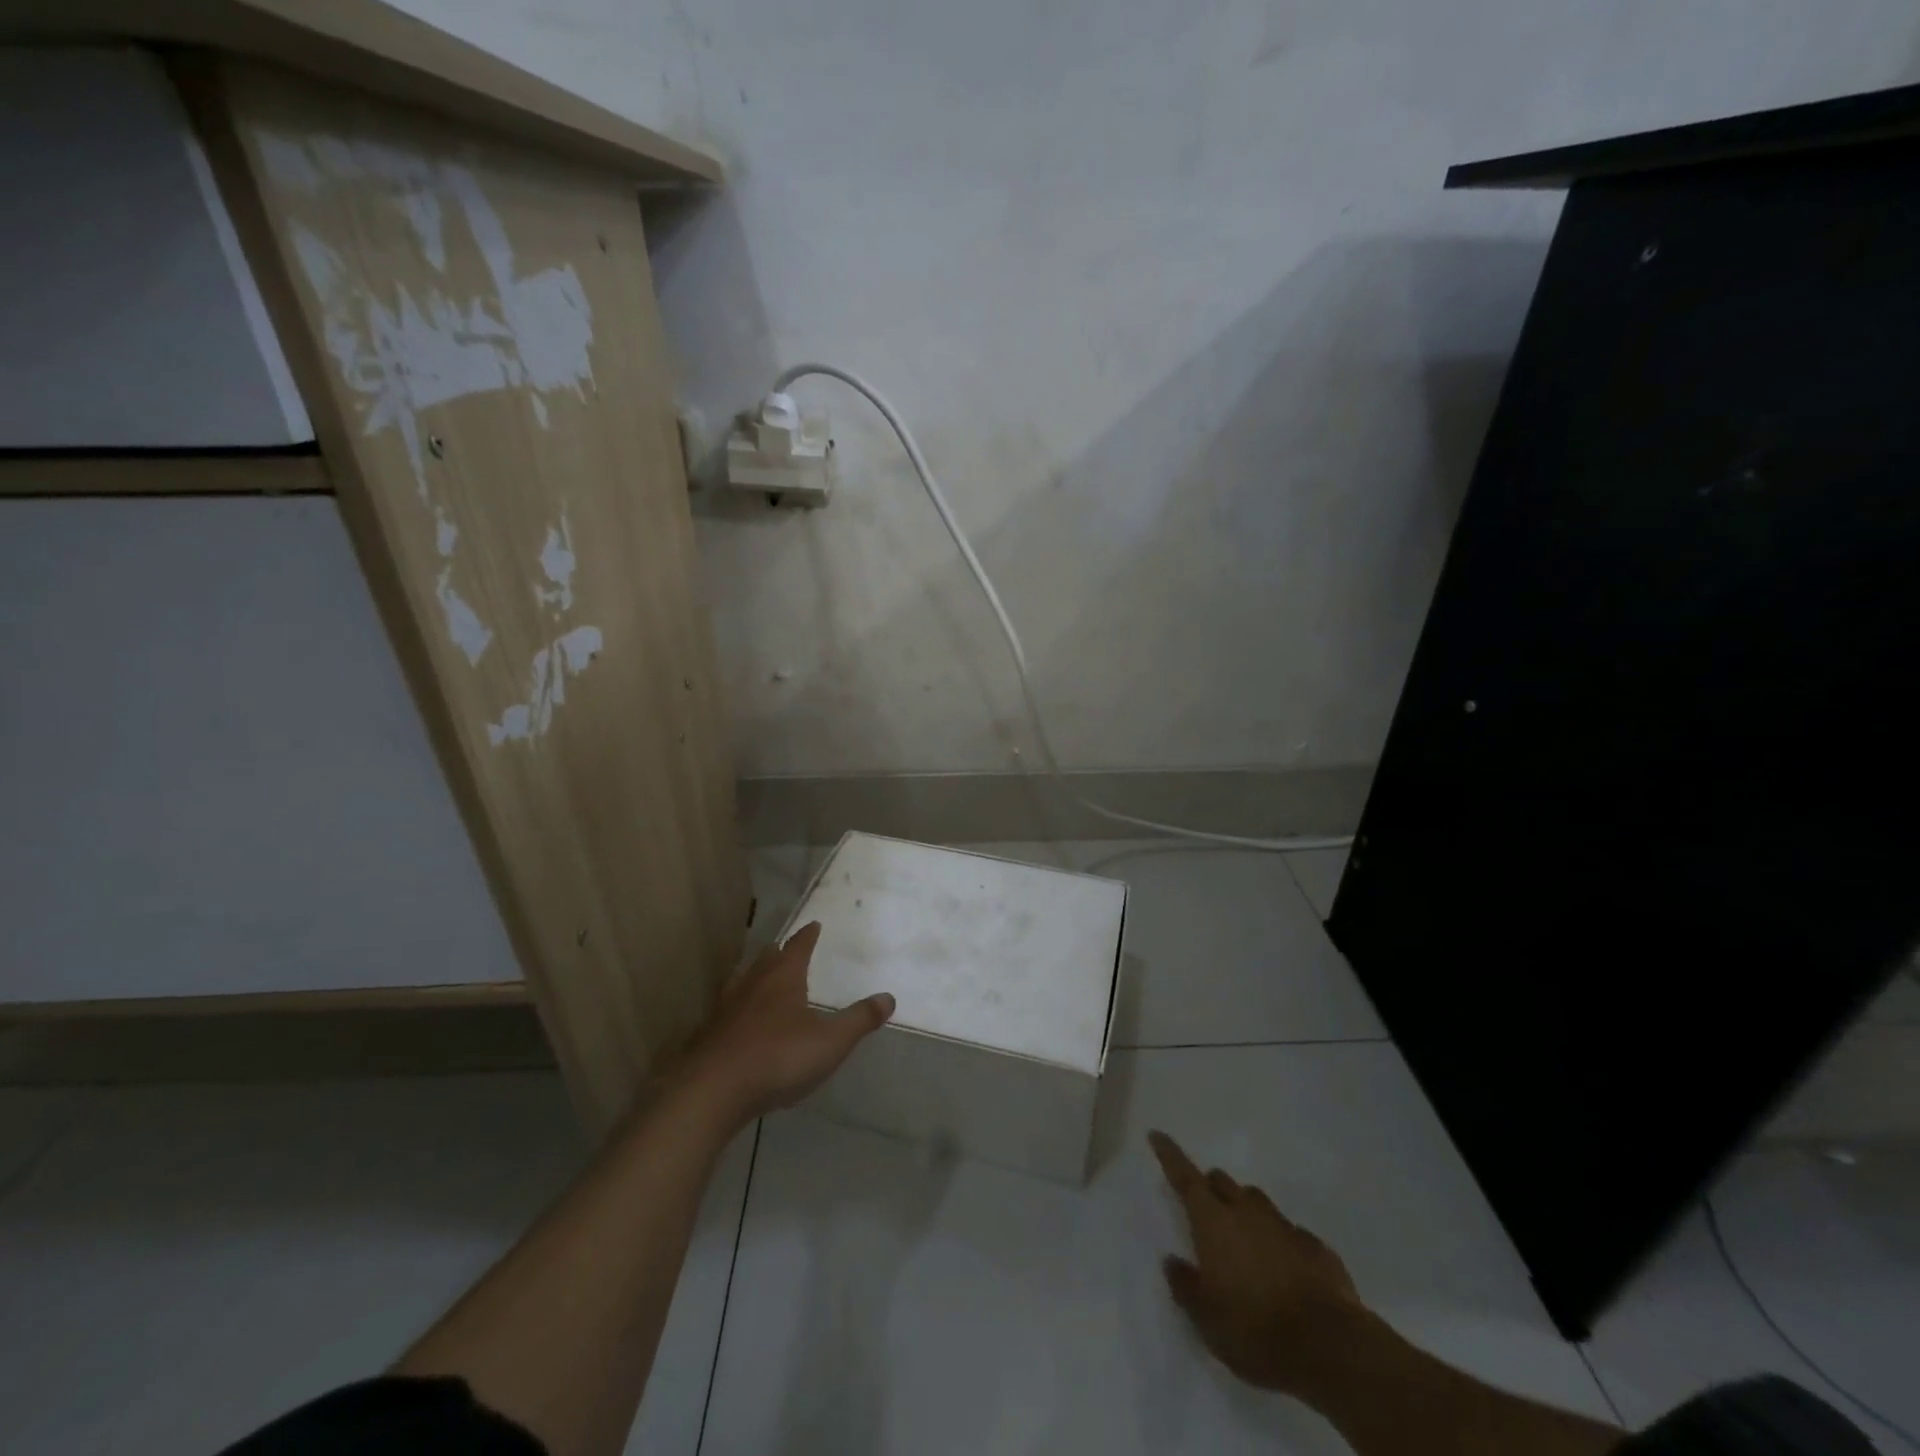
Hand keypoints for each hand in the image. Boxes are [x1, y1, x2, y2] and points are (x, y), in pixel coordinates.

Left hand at [677, 922, 893, 1126]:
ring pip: (743, 981)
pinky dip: (739, 1007)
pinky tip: (740, 1020)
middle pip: (767, 959)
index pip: (798, 946)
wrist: (713, 1091)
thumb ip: (859, 1019)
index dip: (808, 935)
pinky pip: (728, 1010)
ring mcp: (727, 1008)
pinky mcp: (710, 1035)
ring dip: (755, 976)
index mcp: (783, 977)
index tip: (814, 924)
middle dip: (779, 952)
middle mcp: (753, 984)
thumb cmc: (778, 1057)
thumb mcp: (830, 1041)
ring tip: (762, 978)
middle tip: (786, 948)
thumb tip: (888, 997)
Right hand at [1150, 1129, 1370, 1397]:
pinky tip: (1285, 1267)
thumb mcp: (1206, 1319)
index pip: (1185, 1177)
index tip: (1157, 1134)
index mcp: (1214, 1222)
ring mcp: (1285, 1227)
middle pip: (1223, 1183)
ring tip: (1245, 1238)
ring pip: (1258, 1202)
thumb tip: (1172, 1260)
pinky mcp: (1317, 1249)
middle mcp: (1247, 1213)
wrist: (1330, 1348)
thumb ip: (1185, 1286)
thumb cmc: (1255, 1330)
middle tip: (1206, 1208)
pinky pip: (1292, 1233)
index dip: (1169, 1154)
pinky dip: (1281, 1241)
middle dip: (1211, 1187)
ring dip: (1246, 1210)